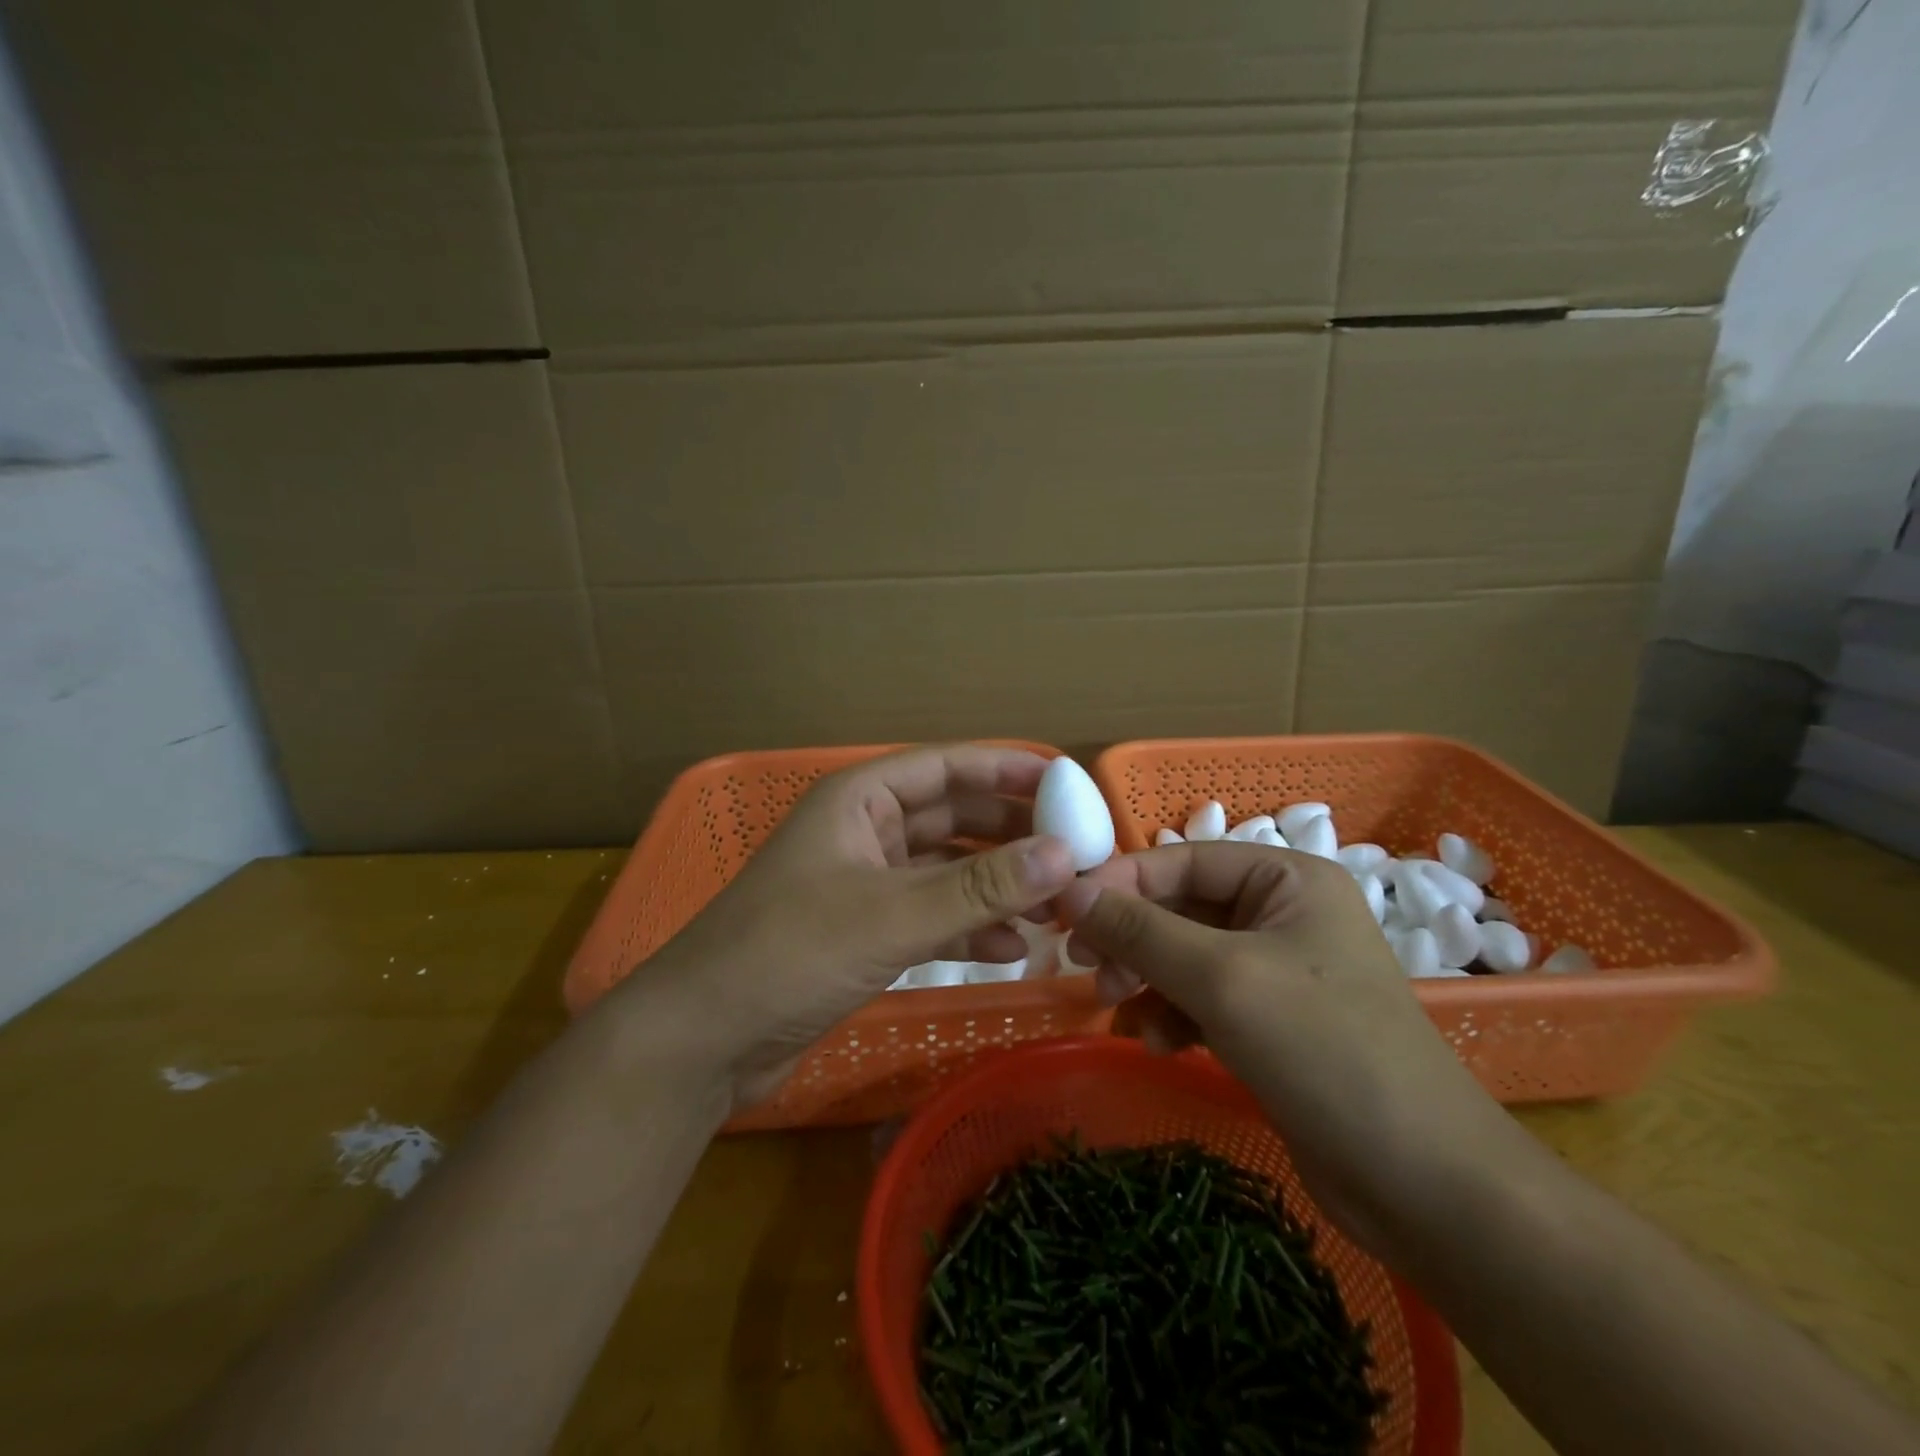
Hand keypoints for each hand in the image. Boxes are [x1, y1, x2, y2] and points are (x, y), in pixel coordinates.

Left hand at [620, 745, 1076, 1111]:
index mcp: (860, 800)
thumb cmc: (791, 953)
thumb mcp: (893, 915)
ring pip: (946, 872)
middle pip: (953, 817)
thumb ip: (981, 887)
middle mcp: (864, 832)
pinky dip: (968, 929)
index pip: (946, 767)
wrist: (703, 1041)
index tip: (1067, 781)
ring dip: (996, 886)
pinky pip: (931, 918)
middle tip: (1074, 851)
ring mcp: (864, 885)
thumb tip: (1065, 854)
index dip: (1007, 768)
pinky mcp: (864, 934)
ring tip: (1055, 906)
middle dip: (1010, 834)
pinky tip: (1012, 949)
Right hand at [1056, 843, 1514, 1250]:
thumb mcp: (1221, 978)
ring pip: (1184, 955)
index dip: (1121, 881)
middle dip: (1132, 938)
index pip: (1183, 859)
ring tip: (1118, 1010)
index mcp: (1287, 879)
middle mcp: (1283, 913)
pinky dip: (1173, 1014)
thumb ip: (1140, 930)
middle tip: (1085, 968)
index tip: (1064, 913)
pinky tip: (1162, 1044)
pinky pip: (1202, 997)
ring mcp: (1278, 969)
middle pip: (1181, 907)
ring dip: (1146, 979)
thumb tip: (1068, 891)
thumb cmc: (1324, 1050)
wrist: (1422, 1183)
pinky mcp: (1271, 1021)